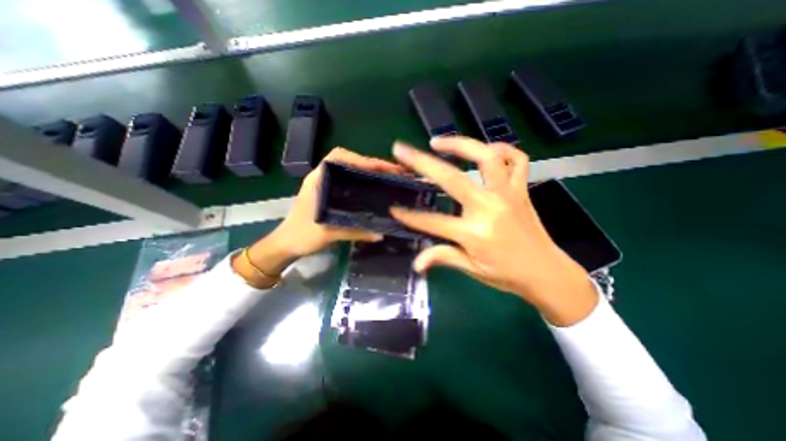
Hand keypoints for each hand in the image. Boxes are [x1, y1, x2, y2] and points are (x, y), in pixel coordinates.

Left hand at [233, 146, 404, 287]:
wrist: (286, 244)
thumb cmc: (301, 235)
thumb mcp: (328, 233)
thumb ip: (355, 232)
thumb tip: (381, 234)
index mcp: (318, 180)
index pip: (339, 157)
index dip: (360, 159)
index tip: (380, 167)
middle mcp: (322, 178)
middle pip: (349, 162)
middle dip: (371, 165)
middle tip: (392, 173)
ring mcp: (326, 185)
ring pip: (350, 172)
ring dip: (368, 172)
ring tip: (388, 179)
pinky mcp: (329, 194)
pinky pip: (349, 183)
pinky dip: (363, 182)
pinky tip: (374, 190)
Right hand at [390, 137, 598, 326]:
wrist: (547, 273)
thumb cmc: (506, 274)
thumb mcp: (472, 269)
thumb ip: (442, 257)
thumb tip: (416, 263)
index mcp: (475, 233)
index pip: (433, 221)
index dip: (410, 216)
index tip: (393, 208)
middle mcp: (490, 208)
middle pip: (452, 178)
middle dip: (422, 162)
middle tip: (402, 150)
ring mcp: (508, 194)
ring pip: (486, 157)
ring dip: (460, 144)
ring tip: (438, 141)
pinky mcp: (521, 189)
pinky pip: (517, 159)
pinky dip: (502, 149)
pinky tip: (486, 150)